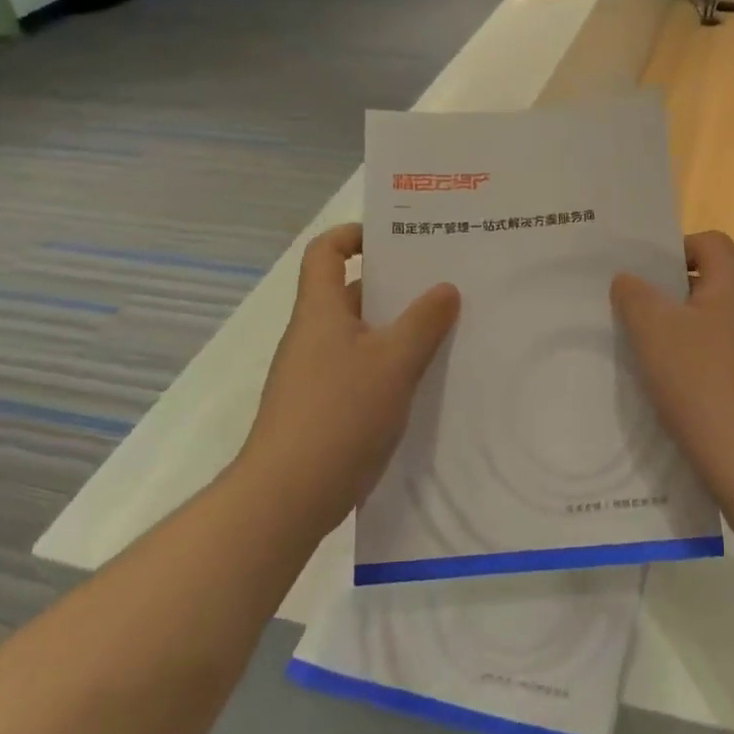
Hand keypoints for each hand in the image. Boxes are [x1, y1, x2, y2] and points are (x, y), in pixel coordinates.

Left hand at [237, 224, 459, 535]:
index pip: (325, 251)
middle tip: (442, 283)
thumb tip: (445, 288)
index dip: (353, 235)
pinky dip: (389, 365)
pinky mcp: (323, 408)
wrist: (287, 497)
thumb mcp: (394, 362)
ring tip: (445, 329)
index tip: (395, 239)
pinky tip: (424, 380)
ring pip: (360, 335)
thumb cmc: (339, 414)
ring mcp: (315, 375)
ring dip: (397, 329)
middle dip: (393, 285)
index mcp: (320, 311)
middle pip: (349, 293)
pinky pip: (360, 370)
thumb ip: (423, 321)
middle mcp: (313, 336)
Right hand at [611, 231, 733, 506]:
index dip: (675, 249)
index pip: (710, 242)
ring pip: (706, 321)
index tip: (642, 275)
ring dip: (673, 330)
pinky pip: (714, 355)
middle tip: (628, 310)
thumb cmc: (702, 383)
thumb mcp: (654, 331)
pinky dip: (688, 360)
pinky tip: (663, 385)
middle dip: (666, 292)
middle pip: (707, 281)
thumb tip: (628, 279)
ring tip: (638, 349)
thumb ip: (635, 295)